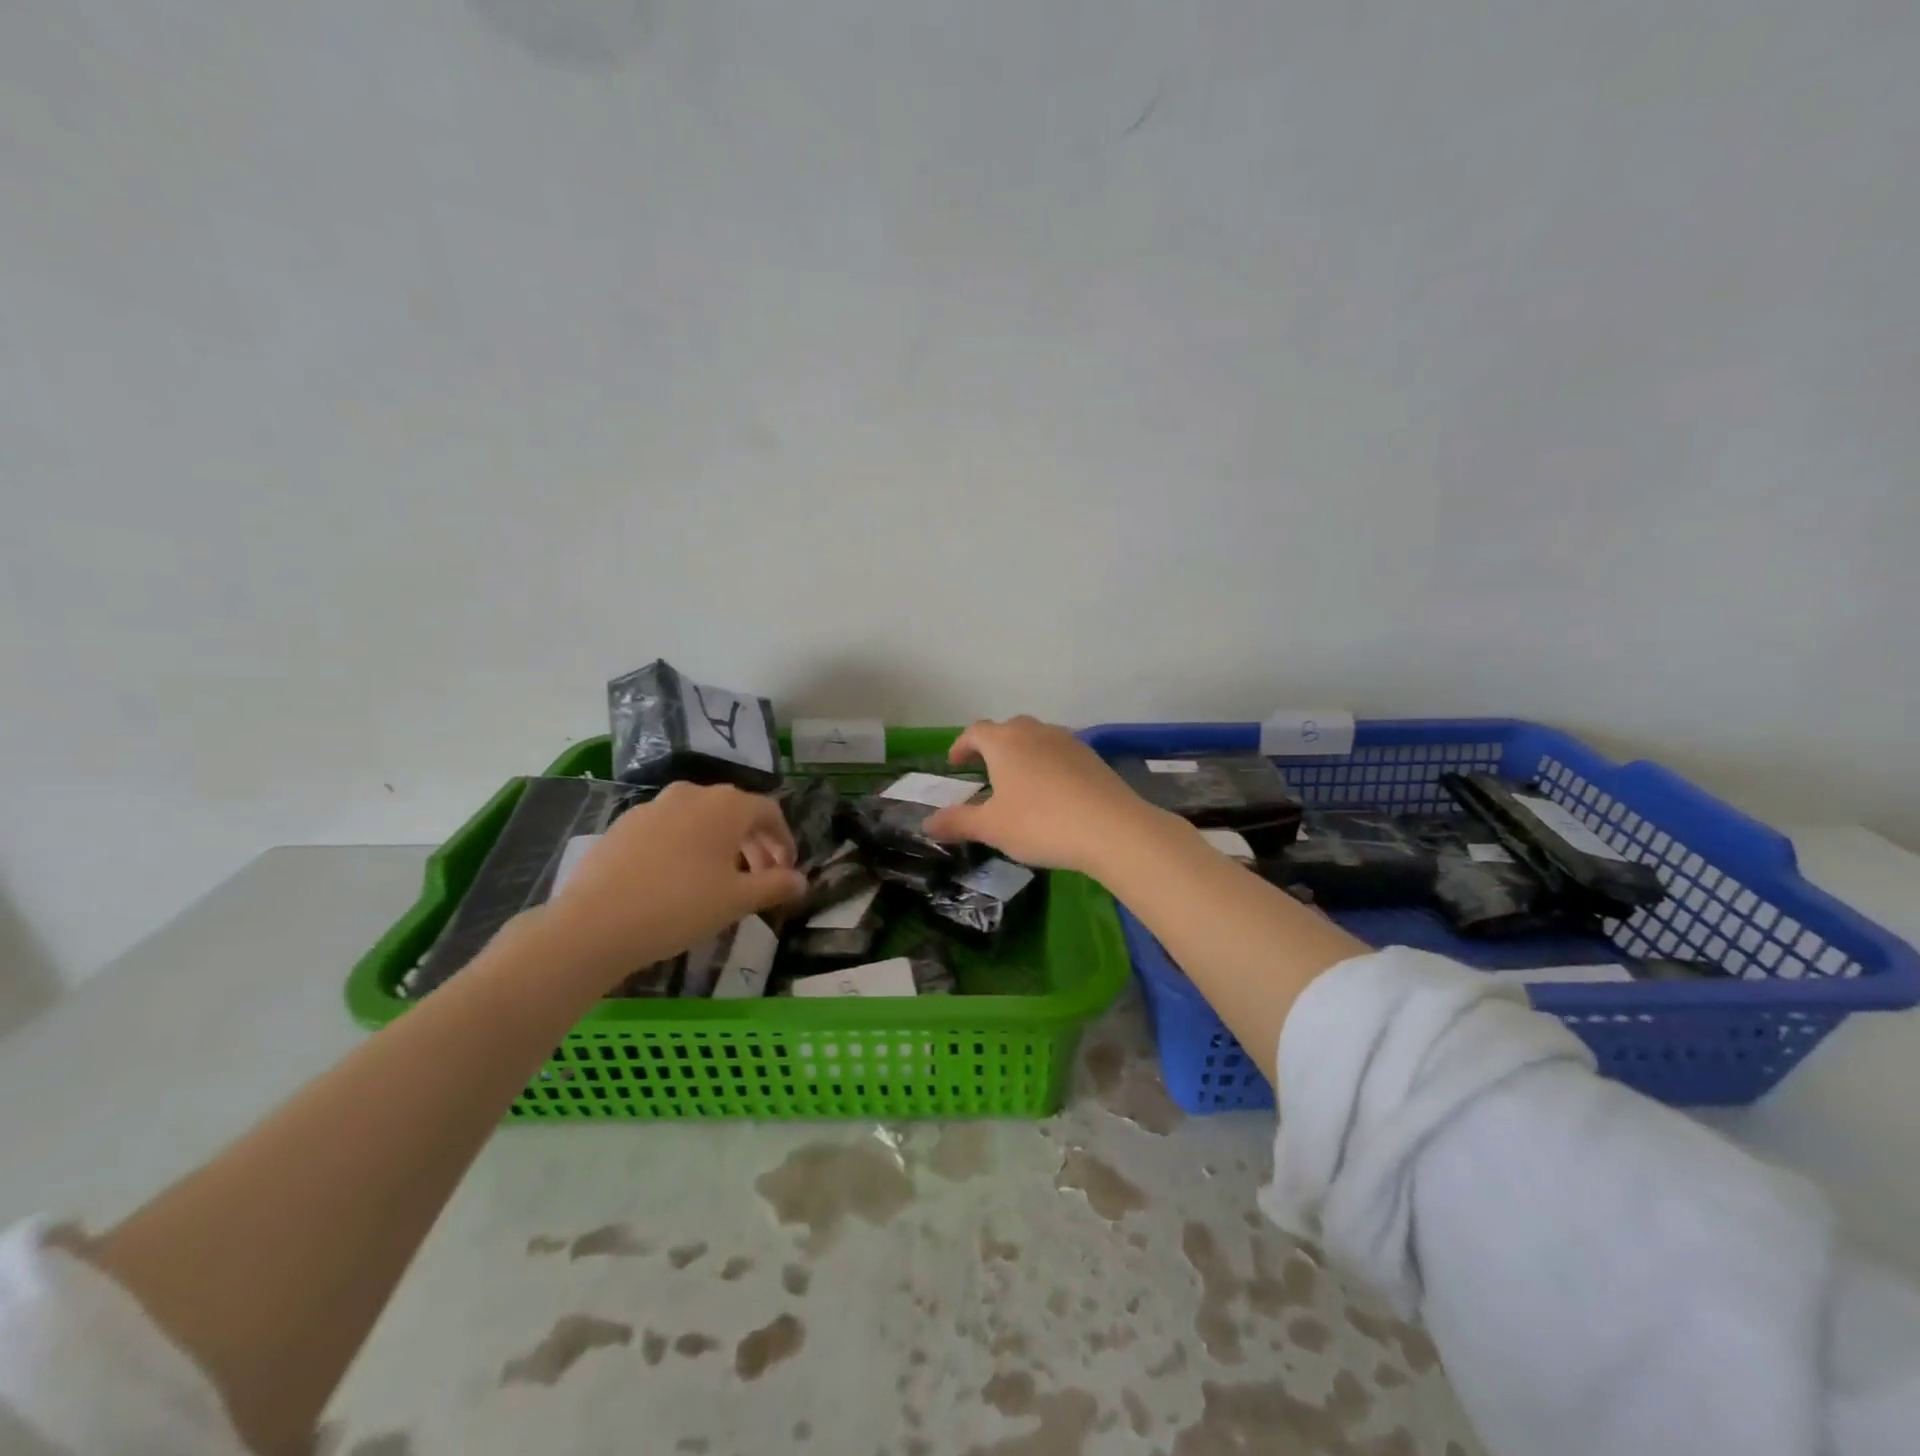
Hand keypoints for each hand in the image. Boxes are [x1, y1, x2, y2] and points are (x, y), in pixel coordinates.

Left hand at [539, 782, 806, 981]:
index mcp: (726, 805)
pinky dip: (685, 847)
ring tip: (721, 879)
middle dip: (754, 844)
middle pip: (735, 812)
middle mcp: (692, 794)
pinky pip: (668, 829)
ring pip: (700, 819)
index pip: (769, 812)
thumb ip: (775, 885)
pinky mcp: (623, 825)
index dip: (784, 840)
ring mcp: (653, 807)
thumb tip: (802, 881)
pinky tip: (678, 879)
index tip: (787, 869)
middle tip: (760, 878)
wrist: (595, 923)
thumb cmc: (680, 906)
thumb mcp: (737, 900)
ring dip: (720, 844)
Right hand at [922, 716, 1159, 874]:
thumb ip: (958, 822)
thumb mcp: (992, 828)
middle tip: (985, 768)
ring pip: (1037, 737)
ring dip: (1022, 752)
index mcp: (1004, 743)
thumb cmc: (1040, 823)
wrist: (1111, 828)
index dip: (962, 745)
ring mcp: (1067, 741)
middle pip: (1007, 728)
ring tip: (1019, 779)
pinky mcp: (1091, 756)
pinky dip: (1048, 763)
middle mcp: (1034, 732)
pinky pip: (1060, 752)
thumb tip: (927, 822)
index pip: (976, 732)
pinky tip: (1052, 790)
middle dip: (993, 745)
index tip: (955, 762)